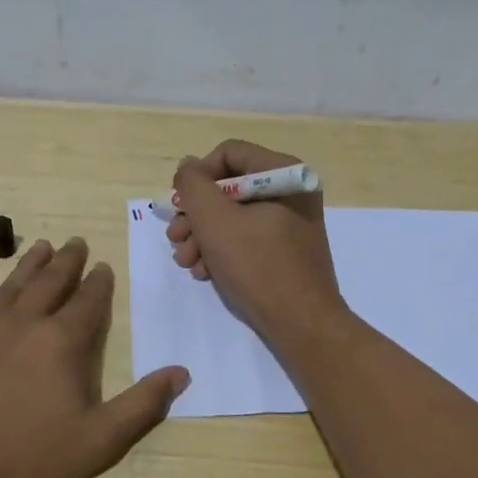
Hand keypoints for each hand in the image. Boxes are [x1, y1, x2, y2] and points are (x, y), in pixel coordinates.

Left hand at [0, 238, 189, 477]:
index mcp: (60, 342)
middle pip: (50, 283)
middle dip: (67, 262)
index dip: (99, 283)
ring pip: (10, 286)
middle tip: (76, 243)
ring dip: (29, 265)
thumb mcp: (99, 441)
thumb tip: (181, 372)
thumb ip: (142, 404)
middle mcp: (22, 324)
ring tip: (42, 246)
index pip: (87, 302)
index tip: (104, 266)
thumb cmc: (29, 462)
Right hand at [166, 140, 345, 338]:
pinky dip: (222, 250)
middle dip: (196, 214)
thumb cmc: (258, 265)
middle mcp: (290, 190)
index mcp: (283, 173)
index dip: (197, 176)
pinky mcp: (285, 248)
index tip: (180, 205)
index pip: (228, 153)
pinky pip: (246, 237)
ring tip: (186, 261)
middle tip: (175, 238)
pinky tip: (205, 272)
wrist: (301, 324)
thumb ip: (194, 185)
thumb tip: (188, 166)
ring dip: (202, 235)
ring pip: (233, 215)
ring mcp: (290, 221)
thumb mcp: (215, 220)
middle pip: (228, 186)